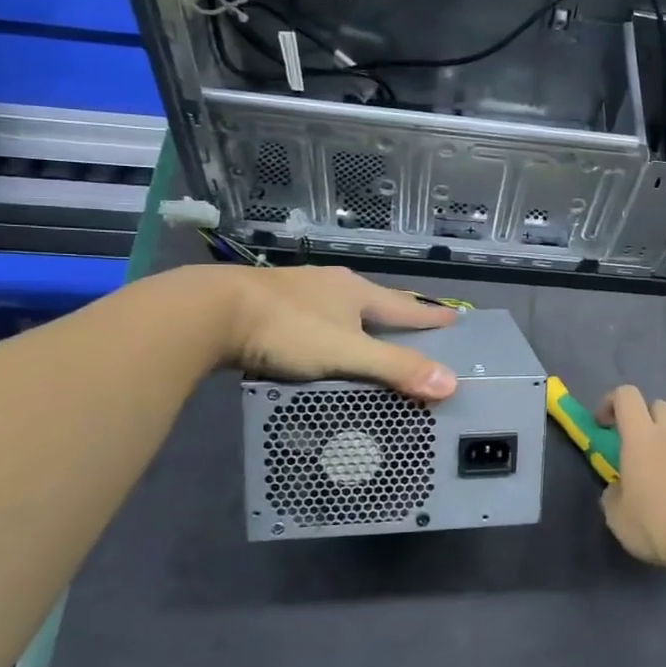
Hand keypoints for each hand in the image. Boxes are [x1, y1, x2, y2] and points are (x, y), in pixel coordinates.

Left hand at [188, 264, 459, 397]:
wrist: (210, 311)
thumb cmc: (287, 330)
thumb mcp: (347, 353)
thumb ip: (395, 368)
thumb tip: (451, 383)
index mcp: (356, 292)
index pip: (405, 306)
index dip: (430, 316)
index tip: (455, 317)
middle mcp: (332, 283)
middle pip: (375, 299)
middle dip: (396, 312)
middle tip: (416, 323)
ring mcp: (298, 287)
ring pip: (341, 302)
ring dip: (359, 316)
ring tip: (370, 328)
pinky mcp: (268, 299)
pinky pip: (312, 311)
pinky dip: (327, 323)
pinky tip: (319, 331)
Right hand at [596, 386, 665, 567]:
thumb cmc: (657, 524)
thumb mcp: (618, 517)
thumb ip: (613, 495)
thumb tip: (619, 488)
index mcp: (641, 437)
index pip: (626, 396)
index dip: (611, 402)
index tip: (603, 425)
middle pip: (658, 405)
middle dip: (644, 419)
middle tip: (636, 450)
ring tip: (663, 474)